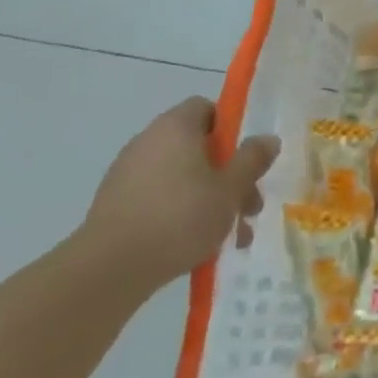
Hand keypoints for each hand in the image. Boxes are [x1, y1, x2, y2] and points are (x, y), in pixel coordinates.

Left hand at [78, 98, 278, 294]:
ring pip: (183, 179)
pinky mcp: (116, 205)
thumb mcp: (230, 188)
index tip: (246, 158)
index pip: (207, 109)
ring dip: (210, 200)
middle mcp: (148, 142)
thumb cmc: (180, 217)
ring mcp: (128, 174)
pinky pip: (161, 199)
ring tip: (230, 236)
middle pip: (199, 148)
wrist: (109, 269)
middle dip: (228, 176)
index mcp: (175, 127)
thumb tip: (268, 138)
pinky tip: (198, 247)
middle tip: (249, 207)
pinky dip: (182, 215)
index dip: (231, 129)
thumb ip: (252, 160)